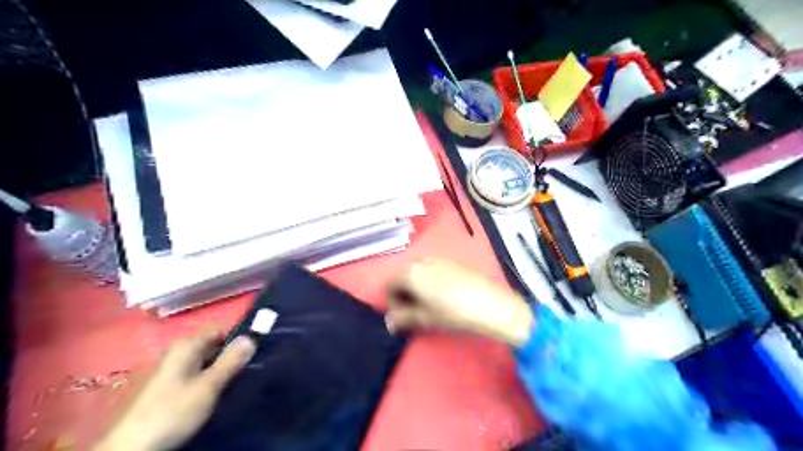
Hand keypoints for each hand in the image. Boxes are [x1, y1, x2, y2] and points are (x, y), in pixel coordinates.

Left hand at [93, 332, 256, 450]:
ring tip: (242, 378)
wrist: (131, 449)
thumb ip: (231, 360)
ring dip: (222, 369)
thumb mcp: (208, 385)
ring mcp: (171, 371)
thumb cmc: (173, 411)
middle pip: (213, 346)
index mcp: (186, 346)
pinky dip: (210, 380)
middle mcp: (178, 353)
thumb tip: (251, 337)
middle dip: (233, 354)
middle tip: (255, 365)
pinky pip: (197, 376)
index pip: (221, 330)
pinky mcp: (168, 388)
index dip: (241, 336)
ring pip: (206, 362)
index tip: (259, 346)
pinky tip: (219, 392)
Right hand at [387, 258, 535, 344]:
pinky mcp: (454, 263)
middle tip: (413, 314)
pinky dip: (431, 284)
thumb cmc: (451, 312)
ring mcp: (439, 259)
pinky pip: (434, 272)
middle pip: (404, 278)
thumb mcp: (423, 318)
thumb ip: (402, 319)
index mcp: (410, 272)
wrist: (489, 303)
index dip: (391, 304)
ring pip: (419, 274)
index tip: (400, 319)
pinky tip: (444, 298)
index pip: (389, 285)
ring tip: (429, 307)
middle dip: (404, 296)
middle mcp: (422, 261)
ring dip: (418, 290)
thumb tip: (391, 322)